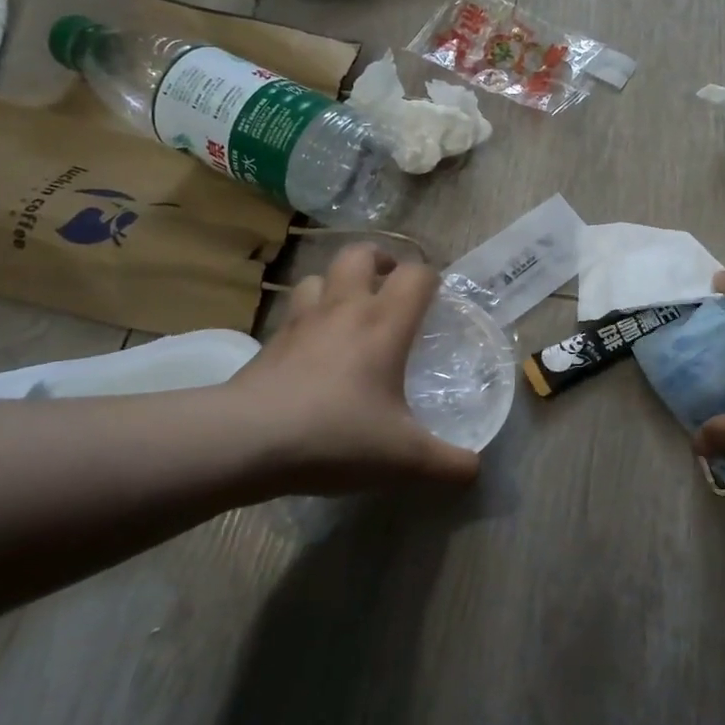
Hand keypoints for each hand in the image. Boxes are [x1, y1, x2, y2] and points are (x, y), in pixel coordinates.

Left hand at [226, 244, 480, 496]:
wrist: (248, 440)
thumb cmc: (337, 436)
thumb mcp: (405, 459)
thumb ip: (448, 464)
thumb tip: (476, 470)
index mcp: (384, 323)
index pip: (416, 274)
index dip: (432, 279)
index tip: (436, 301)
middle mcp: (344, 308)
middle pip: (360, 254)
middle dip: (380, 261)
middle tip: (389, 287)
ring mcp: (301, 321)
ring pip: (319, 277)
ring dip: (337, 285)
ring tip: (347, 313)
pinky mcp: (270, 341)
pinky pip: (293, 312)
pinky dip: (307, 319)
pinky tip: (312, 351)